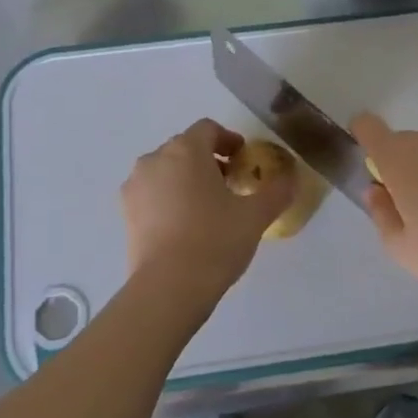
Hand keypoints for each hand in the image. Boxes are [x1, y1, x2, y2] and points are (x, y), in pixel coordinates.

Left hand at [122, 119, 293, 293]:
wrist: (168, 287)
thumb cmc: (215, 240)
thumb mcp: (255, 215)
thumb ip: (276, 191)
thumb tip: (291, 178)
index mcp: (185, 150)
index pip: (207, 129)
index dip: (228, 140)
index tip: (243, 159)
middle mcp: (155, 160)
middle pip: (184, 148)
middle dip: (208, 161)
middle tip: (231, 185)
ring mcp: (135, 186)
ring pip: (166, 171)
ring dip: (187, 179)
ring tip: (208, 207)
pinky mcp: (126, 214)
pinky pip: (152, 194)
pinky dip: (169, 199)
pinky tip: (186, 225)